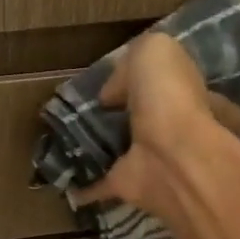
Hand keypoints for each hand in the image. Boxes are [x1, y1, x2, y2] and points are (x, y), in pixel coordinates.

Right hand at [78, 33, 239, 218]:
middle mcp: (167, 125)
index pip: (159, 82)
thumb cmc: (167, 96)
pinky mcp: (126, 184)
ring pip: (118, 149)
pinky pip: (99, 184)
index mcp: (178, 90)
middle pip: (137, 117)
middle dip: (116, 114)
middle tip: (80, 110)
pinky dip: (83, 186)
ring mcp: (147, 158)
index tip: (107, 82)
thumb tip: (112, 93)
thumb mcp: (153, 51)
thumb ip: (131, 62)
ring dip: (97, 147)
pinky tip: (61, 182)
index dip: (137, 79)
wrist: (171, 155)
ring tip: (64, 139)